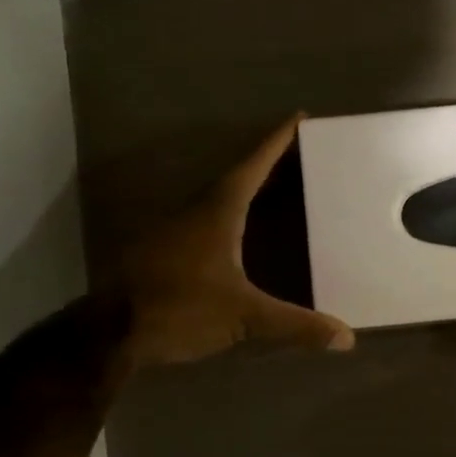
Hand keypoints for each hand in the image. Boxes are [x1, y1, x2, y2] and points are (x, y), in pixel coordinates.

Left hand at [115, 115, 354, 367]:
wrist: (107, 334)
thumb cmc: (179, 309)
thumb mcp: (245, 317)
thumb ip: (296, 325)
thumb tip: (348, 338)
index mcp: (218, 213)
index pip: (253, 167)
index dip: (277, 143)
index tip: (298, 118)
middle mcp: (194, 212)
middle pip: (237, 177)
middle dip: (268, 164)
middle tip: (299, 156)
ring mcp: (174, 231)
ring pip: (217, 199)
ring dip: (247, 189)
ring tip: (276, 189)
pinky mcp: (162, 253)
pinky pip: (205, 221)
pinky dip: (230, 216)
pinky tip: (240, 233)